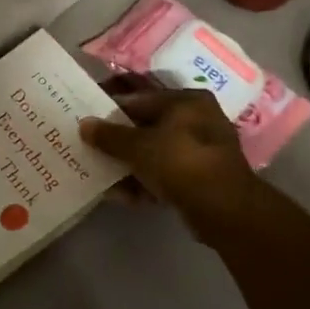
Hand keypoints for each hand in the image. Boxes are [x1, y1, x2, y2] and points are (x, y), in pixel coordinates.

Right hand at [79, 81, 268, 235]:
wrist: (225, 210)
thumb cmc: (181, 163)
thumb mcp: (138, 146)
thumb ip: (109, 135)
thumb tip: (84, 124)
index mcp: (186, 102)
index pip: (140, 98)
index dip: (110, 108)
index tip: (87, 118)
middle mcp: (197, 120)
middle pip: (146, 126)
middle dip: (118, 140)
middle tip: (90, 146)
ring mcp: (200, 152)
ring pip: (154, 153)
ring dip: (128, 164)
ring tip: (100, 174)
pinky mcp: (200, 179)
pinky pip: (164, 175)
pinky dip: (144, 182)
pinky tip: (121, 195)